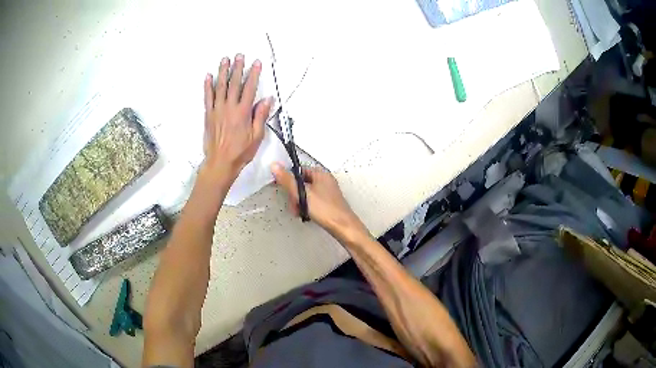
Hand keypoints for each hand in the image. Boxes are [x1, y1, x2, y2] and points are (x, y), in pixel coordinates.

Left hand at [202, 54, 272, 181]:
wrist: (220, 163)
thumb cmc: (239, 152)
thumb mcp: (256, 136)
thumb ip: (260, 116)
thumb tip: (267, 100)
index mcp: (243, 112)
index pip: (250, 88)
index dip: (254, 74)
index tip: (256, 63)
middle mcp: (229, 107)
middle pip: (234, 83)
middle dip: (237, 68)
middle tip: (239, 55)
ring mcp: (217, 110)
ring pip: (220, 86)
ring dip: (223, 72)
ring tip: (225, 60)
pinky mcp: (208, 115)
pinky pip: (207, 97)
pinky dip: (207, 86)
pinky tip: (208, 76)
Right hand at [271, 163, 368, 242]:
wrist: (342, 227)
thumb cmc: (327, 210)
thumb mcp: (302, 193)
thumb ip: (288, 180)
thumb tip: (276, 166)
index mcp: (321, 174)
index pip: (299, 170)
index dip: (289, 178)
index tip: (282, 186)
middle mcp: (325, 181)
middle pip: (301, 183)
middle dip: (294, 194)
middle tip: (294, 203)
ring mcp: (326, 192)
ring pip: (305, 193)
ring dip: (298, 202)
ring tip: (300, 211)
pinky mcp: (326, 203)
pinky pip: (310, 201)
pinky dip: (305, 207)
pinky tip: (305, 214)